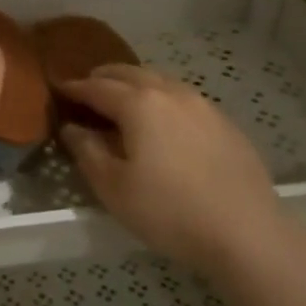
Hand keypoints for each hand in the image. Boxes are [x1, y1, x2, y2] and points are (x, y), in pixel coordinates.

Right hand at [58, 65, 285, 273]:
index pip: (98, 87)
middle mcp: (171, 93)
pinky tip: (162, 121)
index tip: (59, 88)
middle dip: (104, 77)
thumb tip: (73, 128)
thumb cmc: (169, 211)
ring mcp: (203, 105)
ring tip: (122, 101)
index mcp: (140, 104)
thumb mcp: (114, 188)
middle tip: (87, 88)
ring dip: (135, 84)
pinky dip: (162, 98)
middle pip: (130, 73)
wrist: (246, 232)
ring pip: (160, 80)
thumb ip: (88, 152)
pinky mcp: (225, 122)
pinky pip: (183, 98)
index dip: (75, 87)